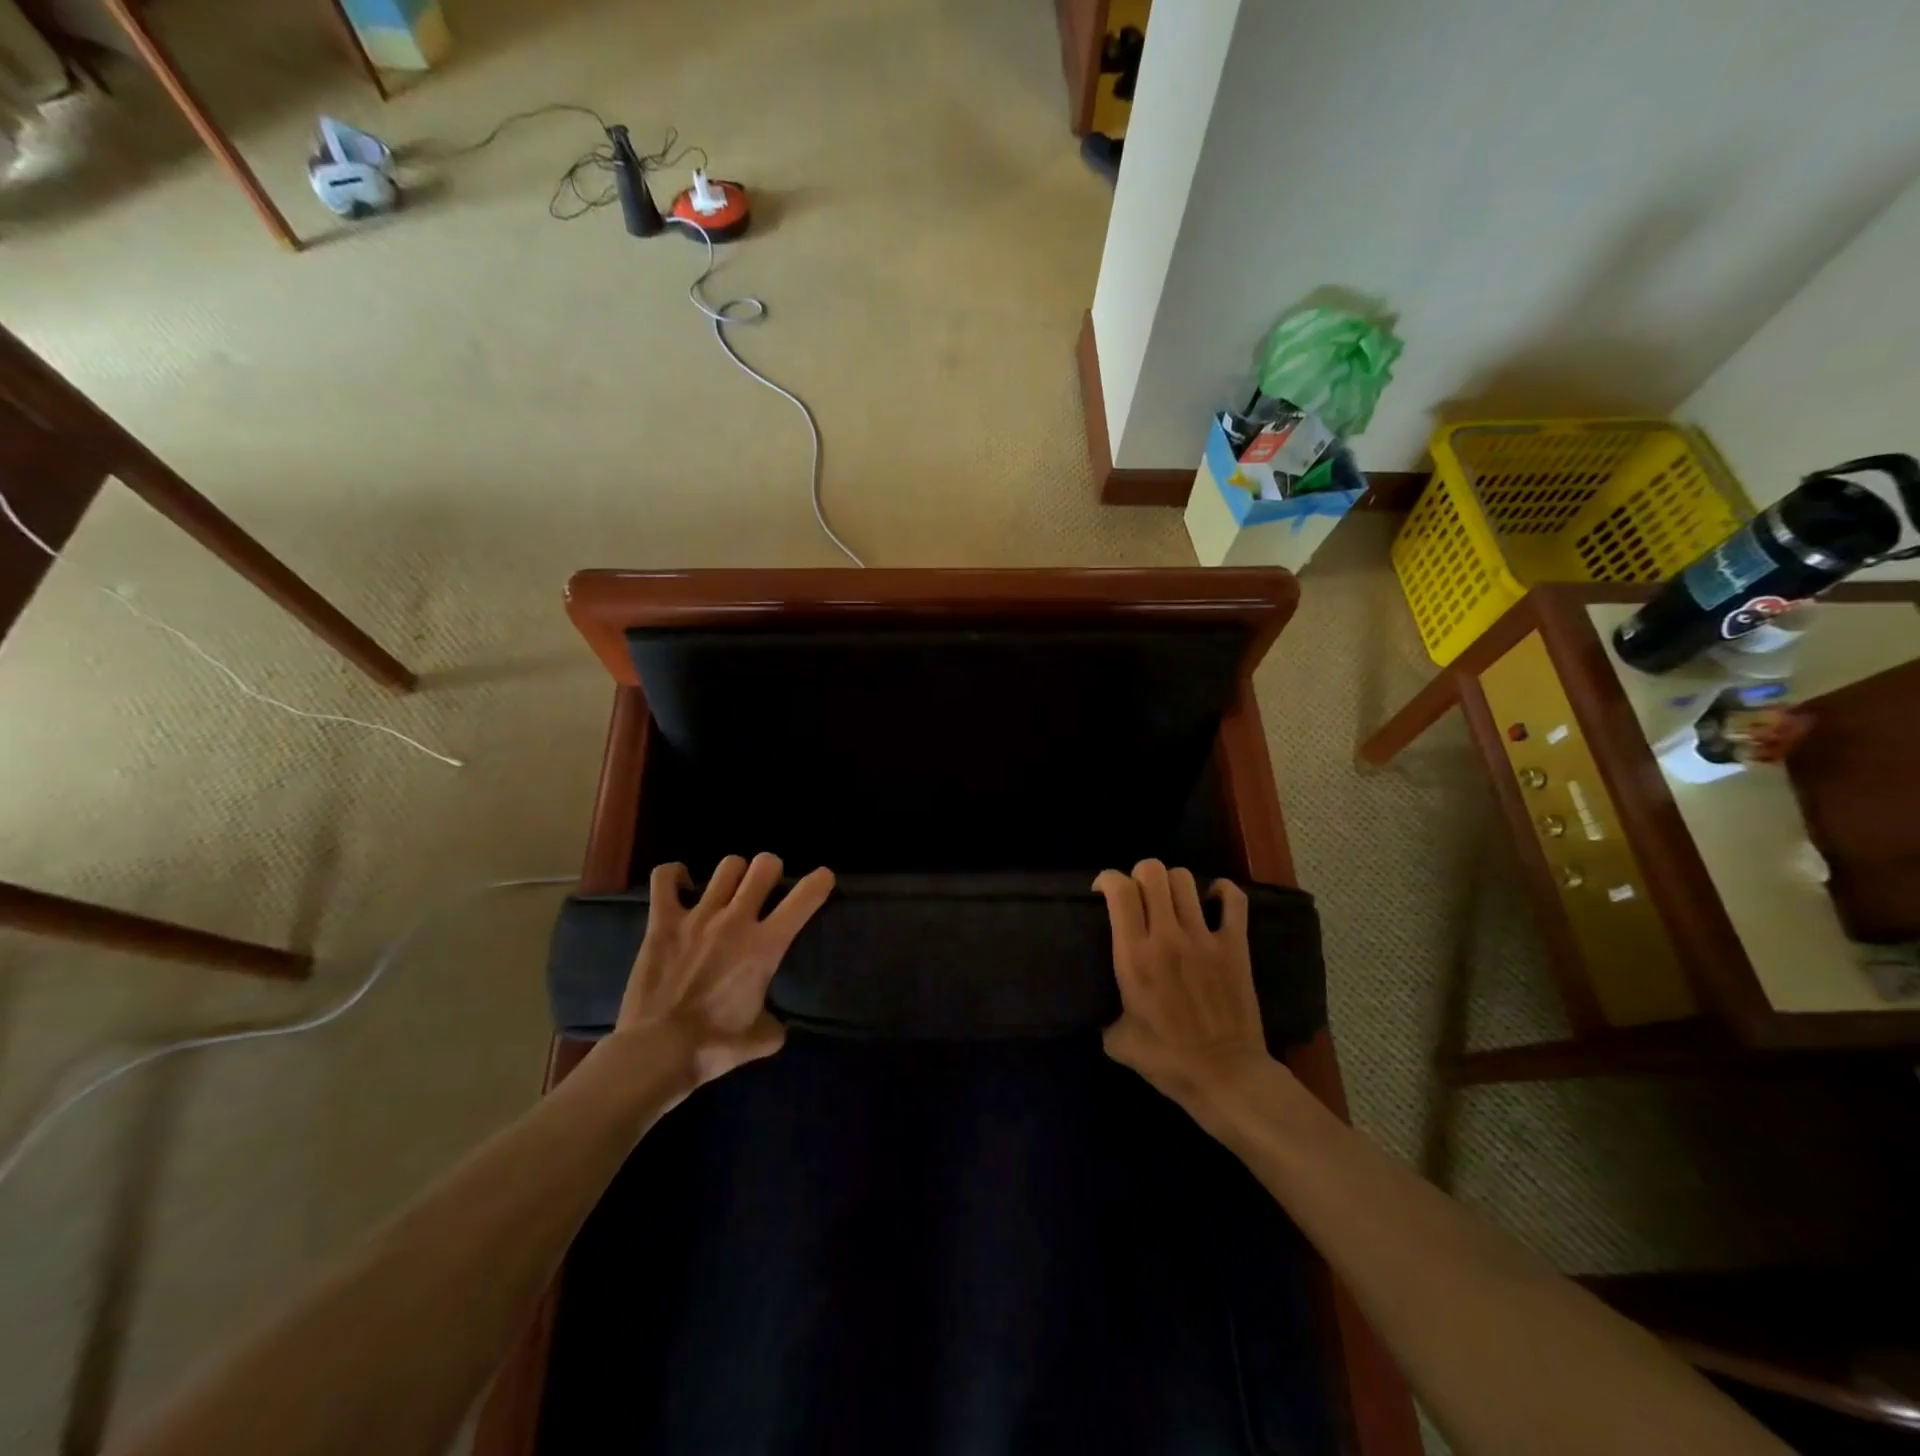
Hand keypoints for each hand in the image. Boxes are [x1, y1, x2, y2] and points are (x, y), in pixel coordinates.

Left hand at [614, 853, 834, 1088]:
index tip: (822, 880)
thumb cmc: (712, 1047)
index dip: (820, 881)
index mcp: (765, 946)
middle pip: (765, 865)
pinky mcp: (662, 922)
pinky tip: (681, 885)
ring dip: (734, 874)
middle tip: (765, 888)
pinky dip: (674, 875)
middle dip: (771, 870)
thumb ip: (773, 1026)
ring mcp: (698, 916)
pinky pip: (665, 878)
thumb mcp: (759, 1040)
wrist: (655, 1052)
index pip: (805, 897)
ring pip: (727, 866)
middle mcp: (736, 920)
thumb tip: (776, 1026)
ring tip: (728, 890)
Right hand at [1094, 860, 1276, 1118]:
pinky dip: (1222, 891)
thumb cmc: (1167, 1061)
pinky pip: (1234, 899)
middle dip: (1139, 875)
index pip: (1119, 890)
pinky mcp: (1235, 945)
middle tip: (1137, 897)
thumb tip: (1097, 1007)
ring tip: (1169, 901)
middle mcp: (1167, 937)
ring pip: (1185, 879)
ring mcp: (1204, 938)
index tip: (1103, 893)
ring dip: (1172, 884)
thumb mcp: (1116, 1040)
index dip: (1107, 880)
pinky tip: (1212, 900)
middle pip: (1152, 872)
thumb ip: (1103, 1013)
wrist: (1226, 1077)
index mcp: (1134, 956)